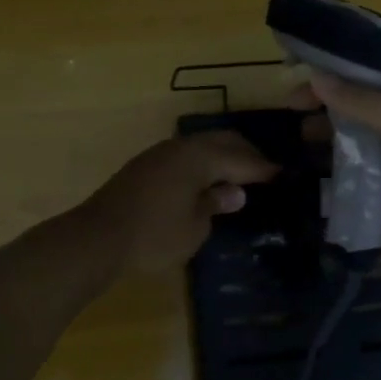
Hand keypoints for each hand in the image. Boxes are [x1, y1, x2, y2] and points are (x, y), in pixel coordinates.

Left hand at [79, 131, 279, 273]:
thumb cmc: (153, 236)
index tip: (284, 174)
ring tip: (239, 175)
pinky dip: (203, 163)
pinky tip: (206, 180)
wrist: (96, 238)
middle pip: (222, 141)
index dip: (263, 167)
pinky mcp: (144, 166)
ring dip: (222, 156)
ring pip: (201, 145)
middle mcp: (180, 147)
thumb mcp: (194, 227)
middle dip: (245, 153)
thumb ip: (216, 203)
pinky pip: (184, 156)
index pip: (241, 157)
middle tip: (265, 171)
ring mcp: (159, 154)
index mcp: (199, 158)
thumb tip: (234, 191)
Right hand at [296, 73, 380, 290]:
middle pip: (343, 135)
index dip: (326, 91)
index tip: (291, 96)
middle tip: (287, 135)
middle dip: (315, 131)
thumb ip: (364, 103)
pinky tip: (295, 205)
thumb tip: (315, 77)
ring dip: (314, 170)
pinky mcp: (375, 227)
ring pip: (338, 174)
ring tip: (283, 170)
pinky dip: (322, 210)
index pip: (357, 96)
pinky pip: (341, 216)